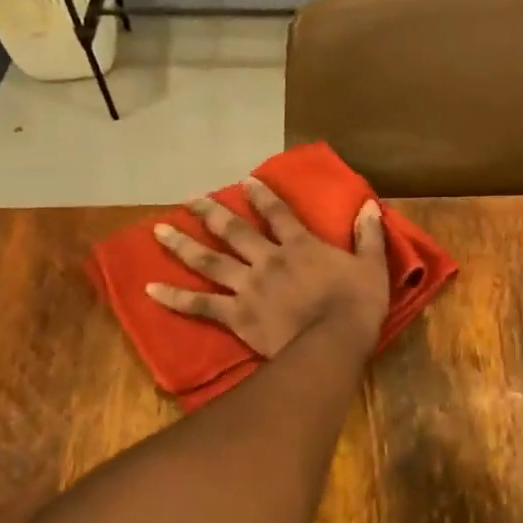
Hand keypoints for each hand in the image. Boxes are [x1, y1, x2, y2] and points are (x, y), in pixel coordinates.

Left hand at [147, 179, 389, 356]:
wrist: (333, 341)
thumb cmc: (357, 304)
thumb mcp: (372, 266)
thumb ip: (369, 236)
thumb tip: (369, 206)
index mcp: (300, 246)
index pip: (278, 213)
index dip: (262, 196)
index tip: (245, 181)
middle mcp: (268, 259)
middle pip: (234, 231)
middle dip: (210, 213)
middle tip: (190, 200)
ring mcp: (248, 286)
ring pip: (210, 261)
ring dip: (183, 245)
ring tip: (158, 232)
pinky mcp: (237, 315)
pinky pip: (201, 304)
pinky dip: (175, 298)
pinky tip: (150, 290)